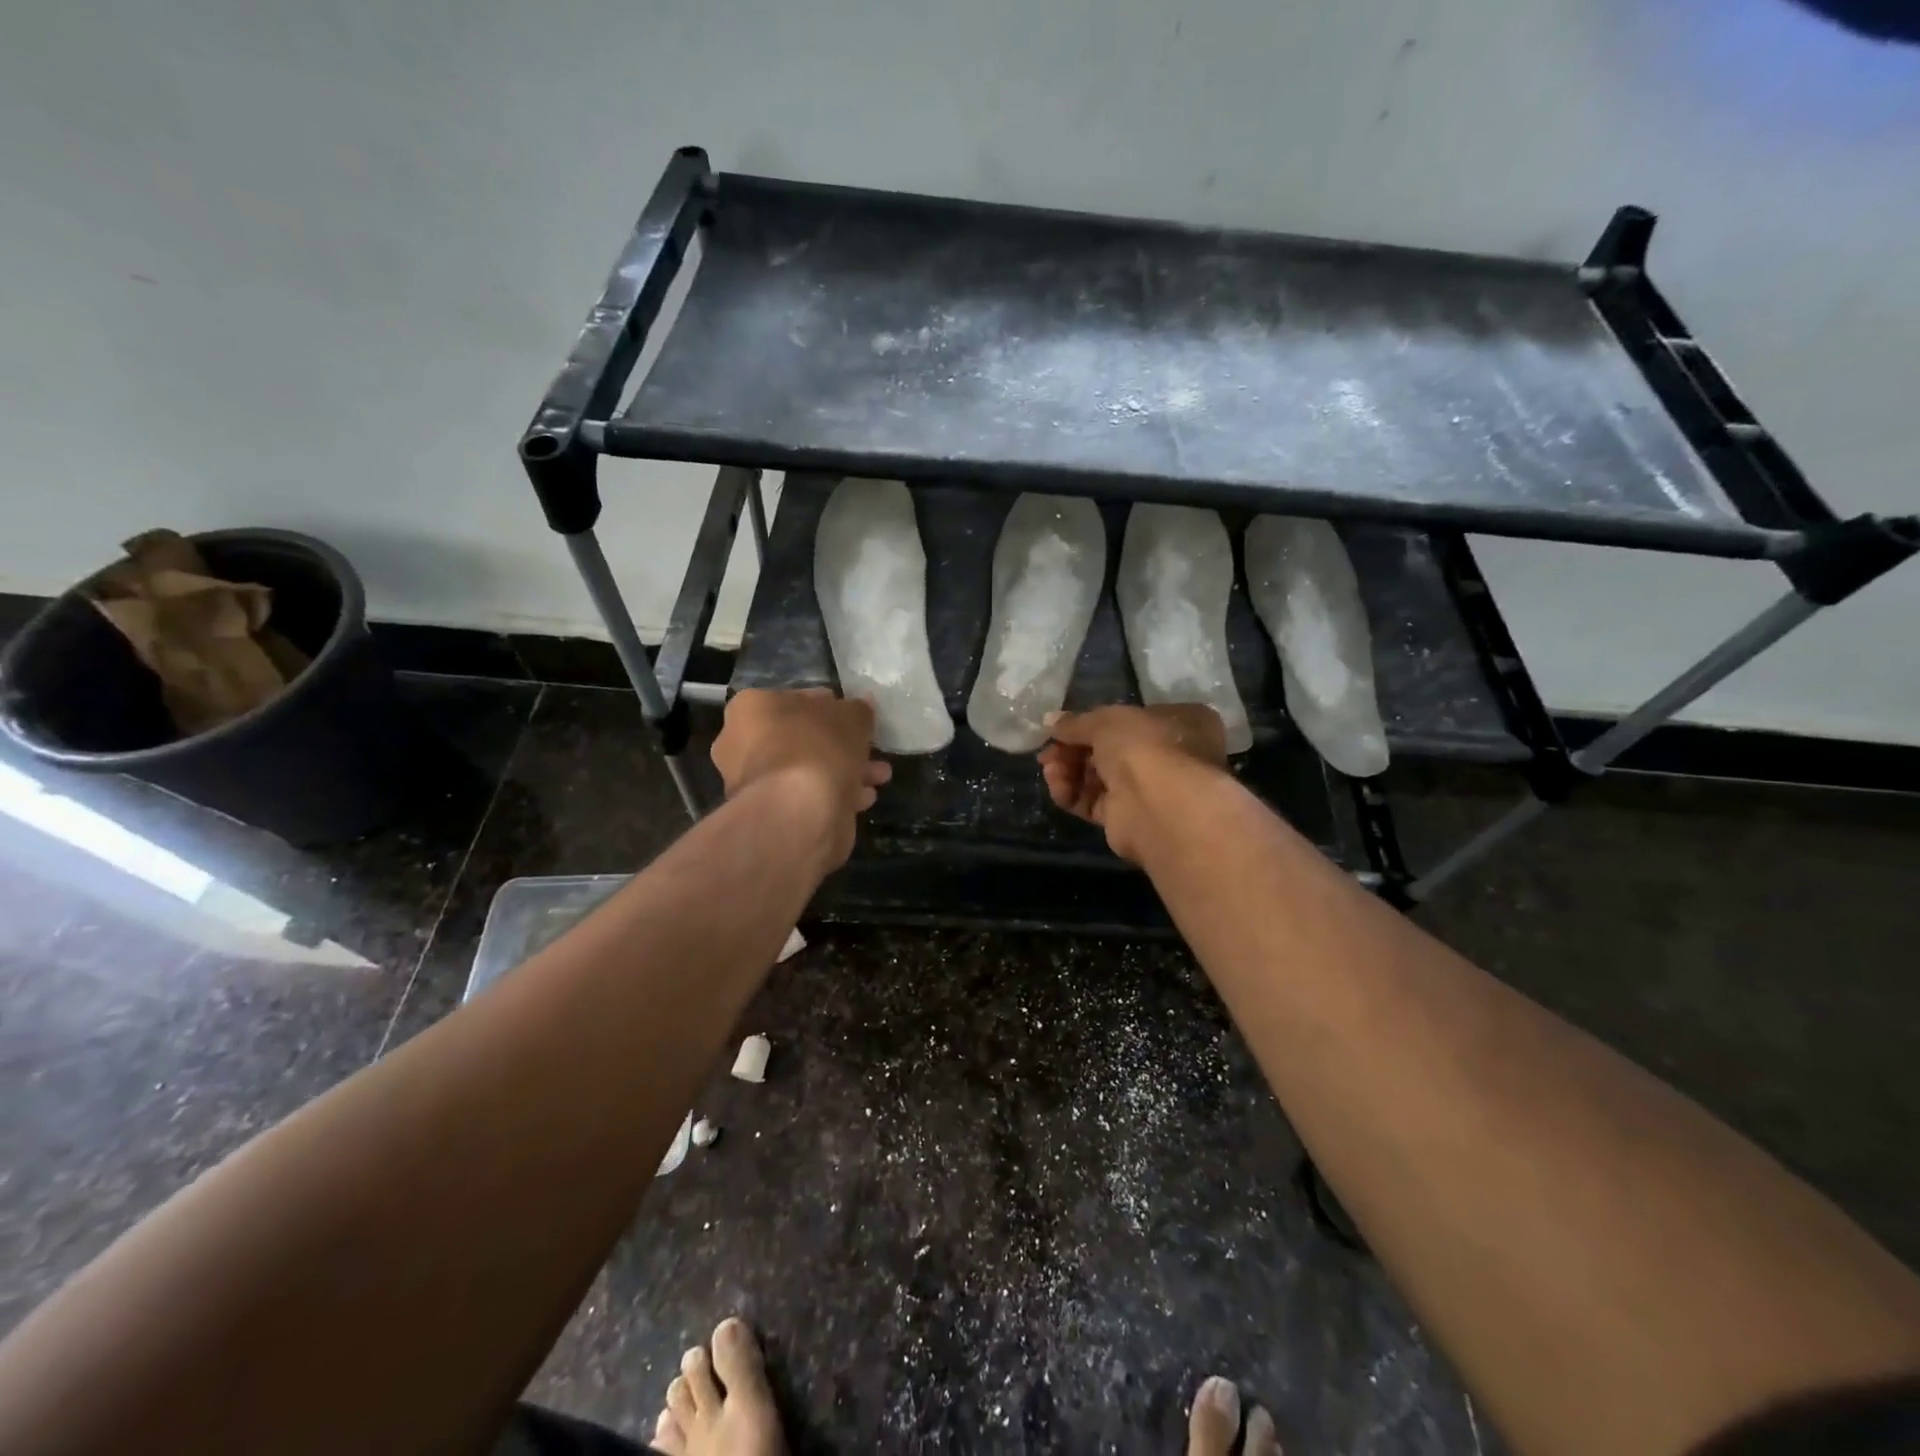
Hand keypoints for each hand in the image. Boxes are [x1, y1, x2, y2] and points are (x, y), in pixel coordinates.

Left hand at [710, 689, 891, 868]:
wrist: (798, 812)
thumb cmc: (818, 747)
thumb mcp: (851, 716)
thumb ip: (858, 710)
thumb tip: (861, 707)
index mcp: (752, 708)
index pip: (797, 699)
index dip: (831, 706)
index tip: (856, 718)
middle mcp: (742, 743)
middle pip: (803, 738)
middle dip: (842, 745)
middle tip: (870, 750)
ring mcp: (753, 783)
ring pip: (808, 770)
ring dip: (845, 771)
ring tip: (879, 777)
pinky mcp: (769, 814)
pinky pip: (806, 796)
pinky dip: (834, 795)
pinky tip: (862, 799)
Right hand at [1038, 704, 1227, 862]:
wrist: (1158, 803)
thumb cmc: (1141, 745)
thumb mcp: (1105, 721)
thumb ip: (1075, 722)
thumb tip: (1049, 720)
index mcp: (1172, 724)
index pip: (1126, 721)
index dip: (1092, 723)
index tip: (1062, 728)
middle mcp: (1163, 757)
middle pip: (1106, 751)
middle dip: (1072, 750)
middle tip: (1047, 752)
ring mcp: (1144, 791)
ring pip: (1096, 778)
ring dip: (1068, 771)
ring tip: (1049, 768)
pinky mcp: (1126, 820)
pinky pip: (1092, 803)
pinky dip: (1071, 794)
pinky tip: (1057, 786)